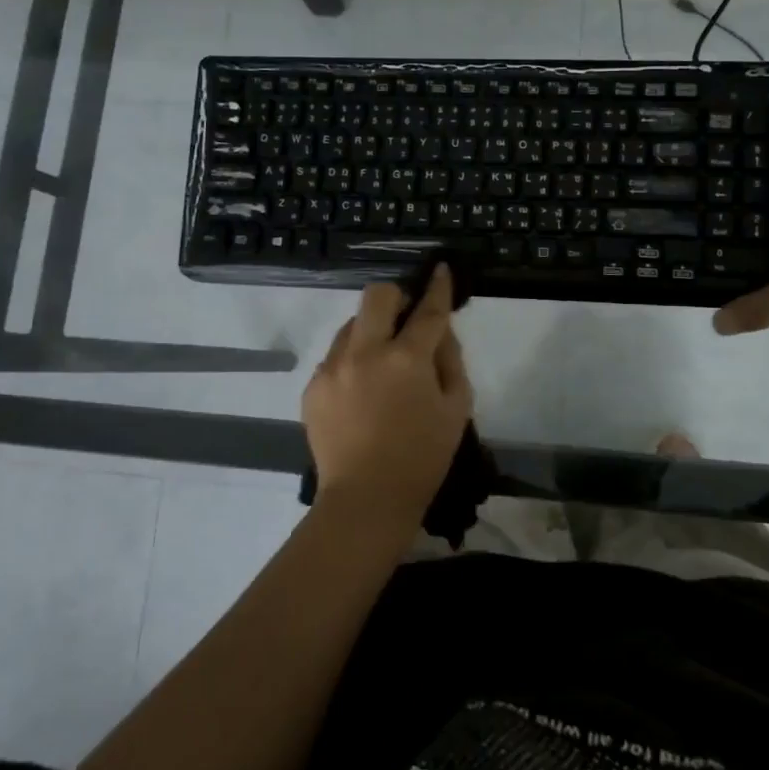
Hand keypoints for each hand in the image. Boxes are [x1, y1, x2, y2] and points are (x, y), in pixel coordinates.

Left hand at [301, 265, 472, 528]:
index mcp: (406, 358)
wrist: (365, 500)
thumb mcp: (456, 410)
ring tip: (381, 366)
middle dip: (395, 298)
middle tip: (405, 323)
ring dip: (371, 331)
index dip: (437, 287)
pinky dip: (352, 362)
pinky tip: (361, 393)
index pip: (427, 309)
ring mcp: (333, 368)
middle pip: (376, 296)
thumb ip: (451, 362)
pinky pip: (335, 357)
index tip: (439, 269)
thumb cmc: (422, 458)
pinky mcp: (313, 387)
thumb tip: (440, 333)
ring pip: (351, 325)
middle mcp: (365, 352)